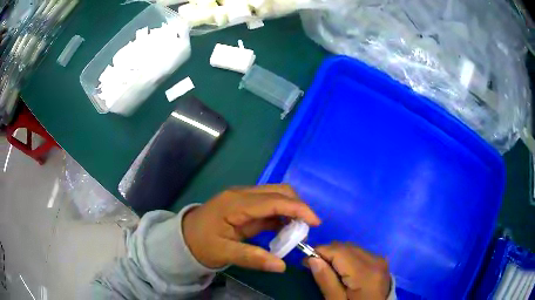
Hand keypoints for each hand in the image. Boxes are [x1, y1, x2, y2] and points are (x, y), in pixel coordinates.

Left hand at [182, 185, 320, 271]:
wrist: (183, 238)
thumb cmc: (200, 244)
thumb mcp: (223, 253)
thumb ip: (252, 258)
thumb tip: (282, 266)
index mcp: (236, 203)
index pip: (273, 200)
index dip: (298, 209)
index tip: (316, 222)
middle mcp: (242, 194)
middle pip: (278, 191)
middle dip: (298, 207)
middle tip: (307, 229)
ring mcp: (244, 198)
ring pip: (276, 196)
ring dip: (291, 211)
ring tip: (298, 232)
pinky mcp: (246, 205)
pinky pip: (270, 206)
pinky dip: (282, 216)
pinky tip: (285, 231)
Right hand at [306, 243, 390, 299]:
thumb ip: (326, 281)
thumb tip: (312, 259)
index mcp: (365, 272)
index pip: (338, 250)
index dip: (319, 252)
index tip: (305, 263)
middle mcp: (375, 260)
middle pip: (345, 246)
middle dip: (327, 253)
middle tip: (314, 267)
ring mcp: (380, 259)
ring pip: (351, 247)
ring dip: (336, 254)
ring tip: (327, 269)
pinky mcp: (380, 261)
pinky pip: (359, 252)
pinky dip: (347, 257)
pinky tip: (342, 270)